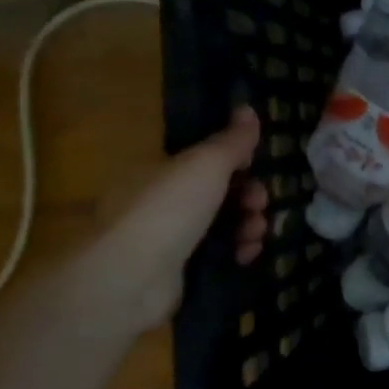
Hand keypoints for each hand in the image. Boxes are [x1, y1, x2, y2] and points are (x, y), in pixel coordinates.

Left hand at [78, 106, 269, 334]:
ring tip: (255, 233)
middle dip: (249, 195)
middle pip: (219, 192)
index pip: (206, 160)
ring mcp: (169, 240)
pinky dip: (237, 252)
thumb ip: (232, 139)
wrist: (129, 280)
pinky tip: (246, 255)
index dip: (237, 161)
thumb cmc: (168, 209)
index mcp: (161, 171)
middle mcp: (162, 202)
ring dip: (249, 224)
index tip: (256, 166)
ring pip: (223, 224)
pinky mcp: (179, 272)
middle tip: (259, 203)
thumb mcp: (206, 163)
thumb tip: (247, 108)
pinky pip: (218, 255)